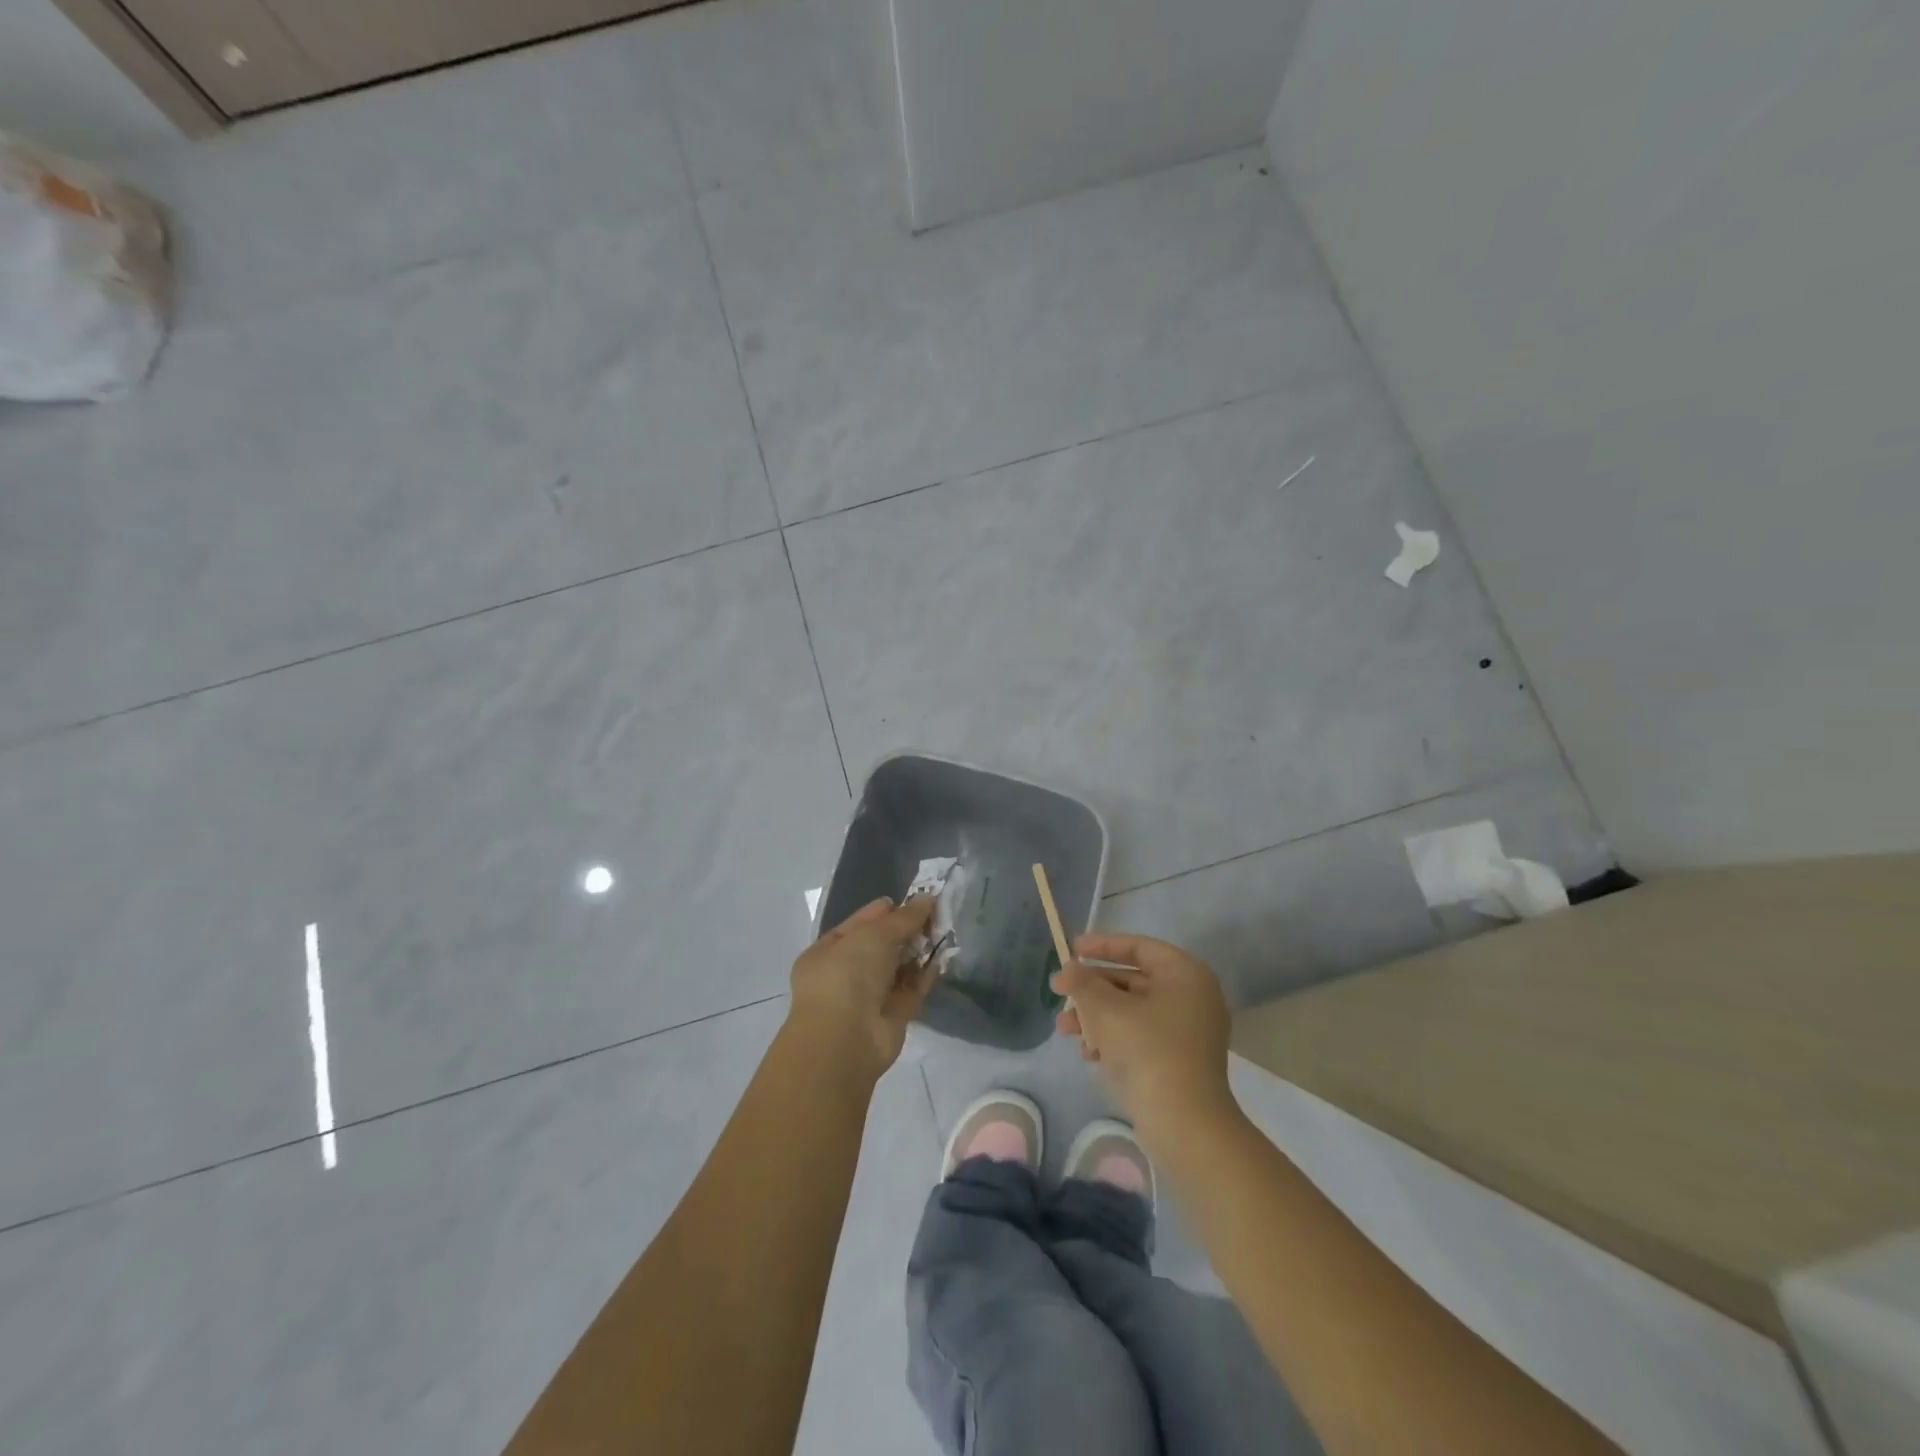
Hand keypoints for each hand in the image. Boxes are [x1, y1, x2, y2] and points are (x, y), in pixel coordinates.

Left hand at [787, 896, 936, 1079]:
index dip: (886, 911)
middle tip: (936, 914)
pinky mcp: (892, 1017)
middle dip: (906, 930)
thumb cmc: (847, 976)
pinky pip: (911, 989)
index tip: (915, 900)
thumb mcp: (873, 935)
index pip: (859, 924)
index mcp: (827, 952)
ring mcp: (868, 997)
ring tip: (945, 930)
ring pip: (898, 968)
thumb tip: (928, 898)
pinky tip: (944, 957)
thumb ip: (903, 917)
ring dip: (919, 951)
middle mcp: (845, 974)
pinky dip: (926, 974)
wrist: (846, 1041)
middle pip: (881, 945)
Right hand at [1053, 933, 1235, 1139]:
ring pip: (1132, 1011)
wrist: (1185, 1123)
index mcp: (1185, 974)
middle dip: (1092, 988)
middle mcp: (1191, 997)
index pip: (1139, 947)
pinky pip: (1140, 1036)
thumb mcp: (1106, 1010)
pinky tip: (1089, 1053)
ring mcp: (1187, 1031)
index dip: (1102, 945)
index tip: (1072, 948)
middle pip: (1132, 980)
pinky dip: (1113, 1038)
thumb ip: (1083, 983)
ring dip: (1095, 1015)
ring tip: (1063, 1029)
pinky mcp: (1179, 1061)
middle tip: (1058, 991)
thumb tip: (1069, 969)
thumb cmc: (1148, 1050)